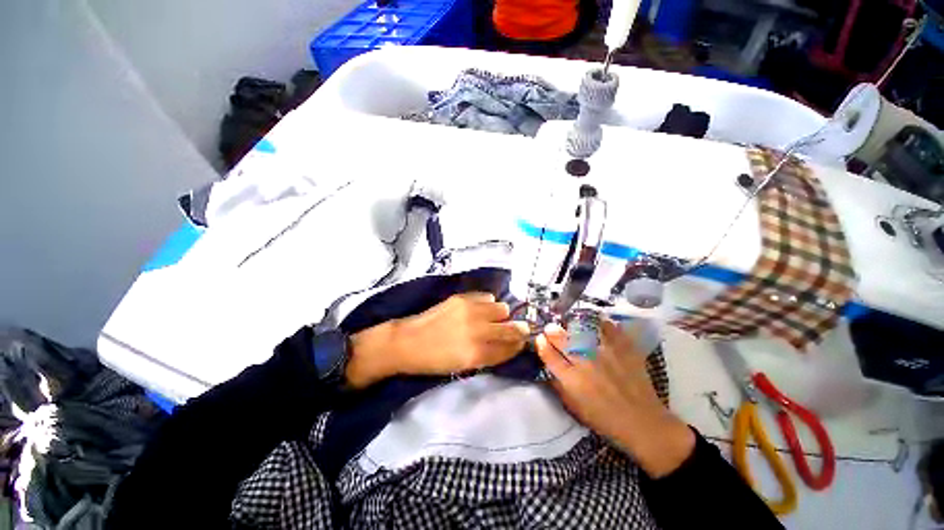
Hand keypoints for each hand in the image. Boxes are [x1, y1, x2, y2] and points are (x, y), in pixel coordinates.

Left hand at [346, 292, 528, 387]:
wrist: (408, 341)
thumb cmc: (435, 361)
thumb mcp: (465, 366)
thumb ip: (489, 355)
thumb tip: (509, 344)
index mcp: (477, 354)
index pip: (510, 347)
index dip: (519, 345)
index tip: (522, 342)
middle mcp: (478, 330)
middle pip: (512, 327)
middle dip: (518, 330)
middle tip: (517, 330)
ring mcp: (470, 310)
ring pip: (503, 308)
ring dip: (501, 315)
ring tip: (493, 319)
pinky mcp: (462, 298)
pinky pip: (487, 297)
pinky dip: (488, 304)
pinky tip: (481, 309)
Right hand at [536, 320, 694, 477]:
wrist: (643, 423)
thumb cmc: (605, 420)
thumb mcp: (575, 409)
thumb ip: (559, 388)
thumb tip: (549, 370)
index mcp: (571, 379)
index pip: (549, 355)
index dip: (542, 344)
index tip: (540, 338)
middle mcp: (585, 363)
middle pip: (562, 339)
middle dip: (552, 331)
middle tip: (551, 327)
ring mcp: (605, 354)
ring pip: (583, 330)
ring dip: (573, 325)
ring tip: (571, 323)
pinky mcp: (623, 350)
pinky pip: (611, 330)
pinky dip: (604, 324)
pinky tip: (599, 323)